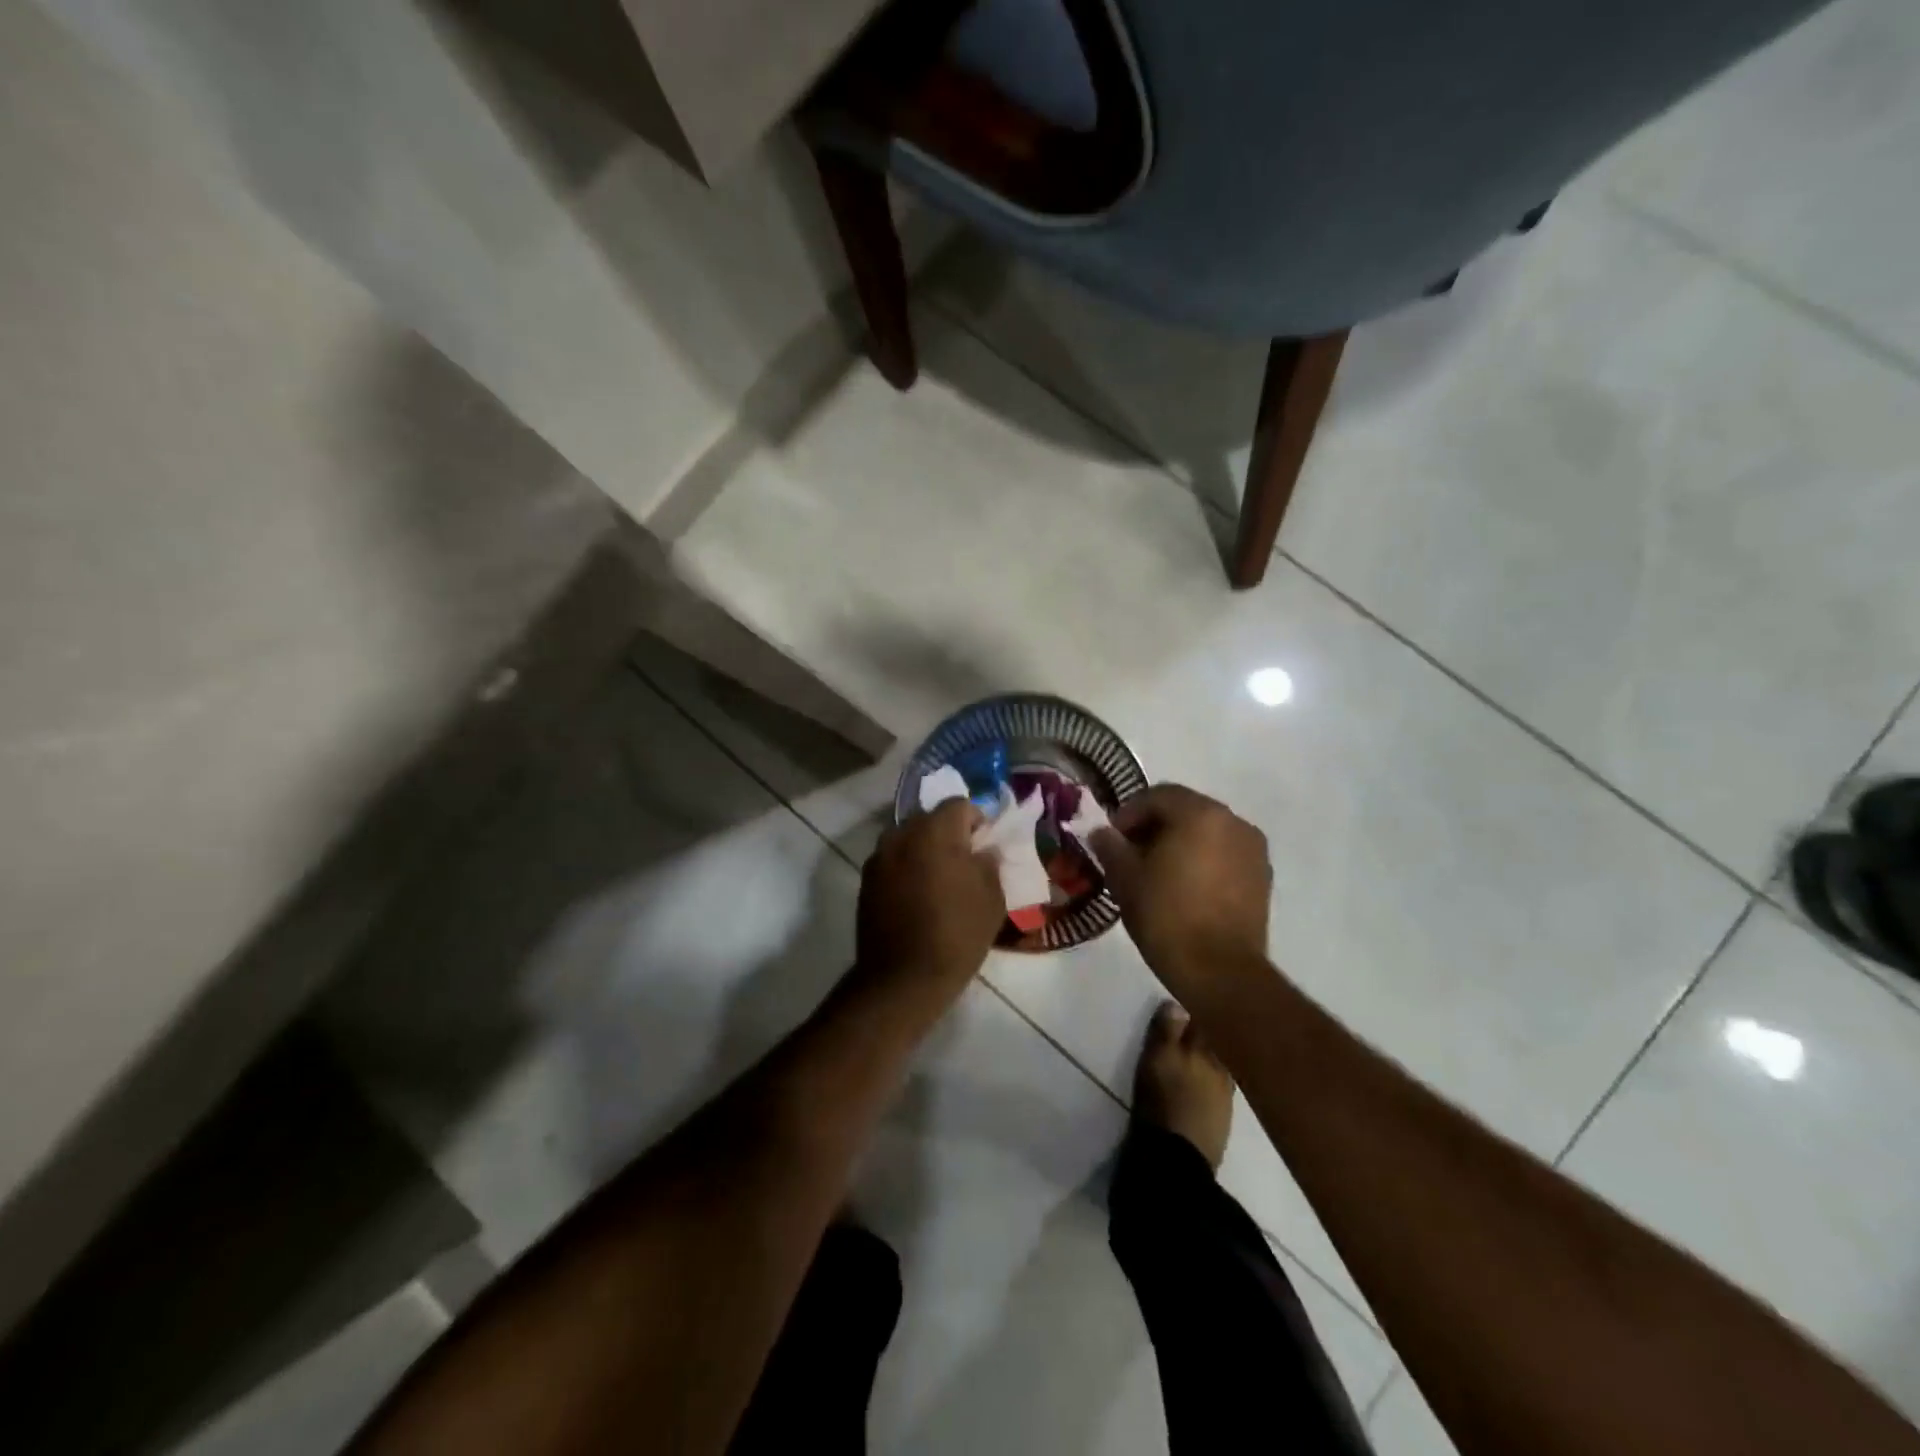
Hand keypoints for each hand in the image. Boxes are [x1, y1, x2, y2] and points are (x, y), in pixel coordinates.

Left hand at [856, 800, 1004, 995]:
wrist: (903, 978)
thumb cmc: (957, 934)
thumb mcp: (992, 898)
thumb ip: (989, 863)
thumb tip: (983, 850)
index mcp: (935, 831)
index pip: (959, 805)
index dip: (976, 821)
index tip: (984, 846)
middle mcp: (902, 834)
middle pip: (929, 818)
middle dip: (948, 833)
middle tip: (963, 862)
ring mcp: (879, 857)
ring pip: (908, 838)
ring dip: (924, 849)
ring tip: (938, 880)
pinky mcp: (866, 880)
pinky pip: (892, 860)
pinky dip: (906, 868)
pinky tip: (917, 896)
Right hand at [1091, 785, 1272, 996]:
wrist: (1219, 971)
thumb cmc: (1166, 916)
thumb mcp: (1125, 878)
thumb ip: (1110, 846)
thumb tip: (1102, 833)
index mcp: (1200, 813)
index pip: (1157, 796)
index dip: (1128, 814)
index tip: (1111, 840)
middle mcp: (1233, 822)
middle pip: (1185, 810)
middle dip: (1154, 827)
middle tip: (1130, 855)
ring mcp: (1253, 850)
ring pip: (1207, 833)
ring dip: (1180, 843)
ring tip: (1157, 873)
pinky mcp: (1262, 878)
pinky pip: (1225, 855)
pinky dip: (1203, 861)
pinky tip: (1184, 888)